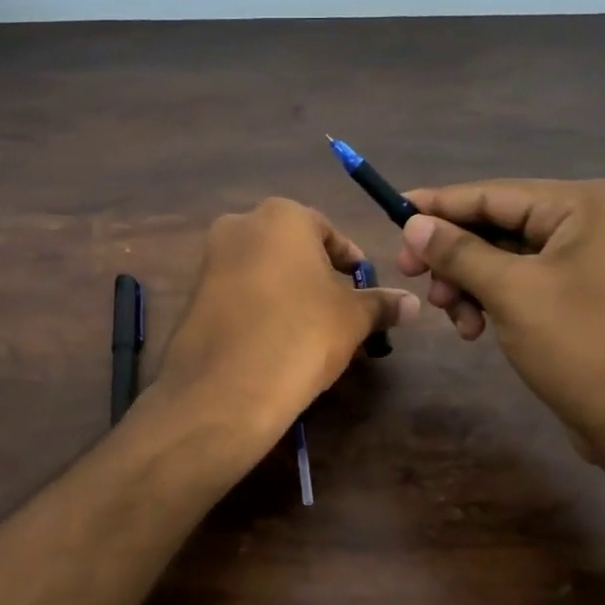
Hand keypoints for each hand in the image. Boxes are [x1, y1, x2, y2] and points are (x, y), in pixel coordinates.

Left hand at [152, 198, 418, 436]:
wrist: (225, 388)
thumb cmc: (301, 334)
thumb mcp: (352, 318)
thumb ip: (381, 303)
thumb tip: (411, 304)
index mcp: (281, 216)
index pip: (329, 232)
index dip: (351, 262)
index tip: (364, 289)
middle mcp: (239, 225)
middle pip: (292, 249)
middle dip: (318, 278)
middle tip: (340, 313)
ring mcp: (209, 260)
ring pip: (263, 272)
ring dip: (288, 294)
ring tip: (311, 333)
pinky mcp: (192, 296)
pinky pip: (238, 294)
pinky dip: (259, 310)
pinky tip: (275, 343)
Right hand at [393, 180, 604, 462]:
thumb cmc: (579, 346)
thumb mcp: (509, 292)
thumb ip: (457, 252)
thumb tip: (413, 223)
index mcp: (584, 204)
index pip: (494, 194)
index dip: (439, 205)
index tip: (394, 212)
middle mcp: (591, 220)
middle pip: (498, 225)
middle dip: (454, 256)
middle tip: (410, 274)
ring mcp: (590, 257)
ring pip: (505, 257)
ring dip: (469, 284)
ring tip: (453, 316)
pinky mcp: (583, 292)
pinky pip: (523, 280)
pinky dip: (493, 299)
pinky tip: (475, 329)